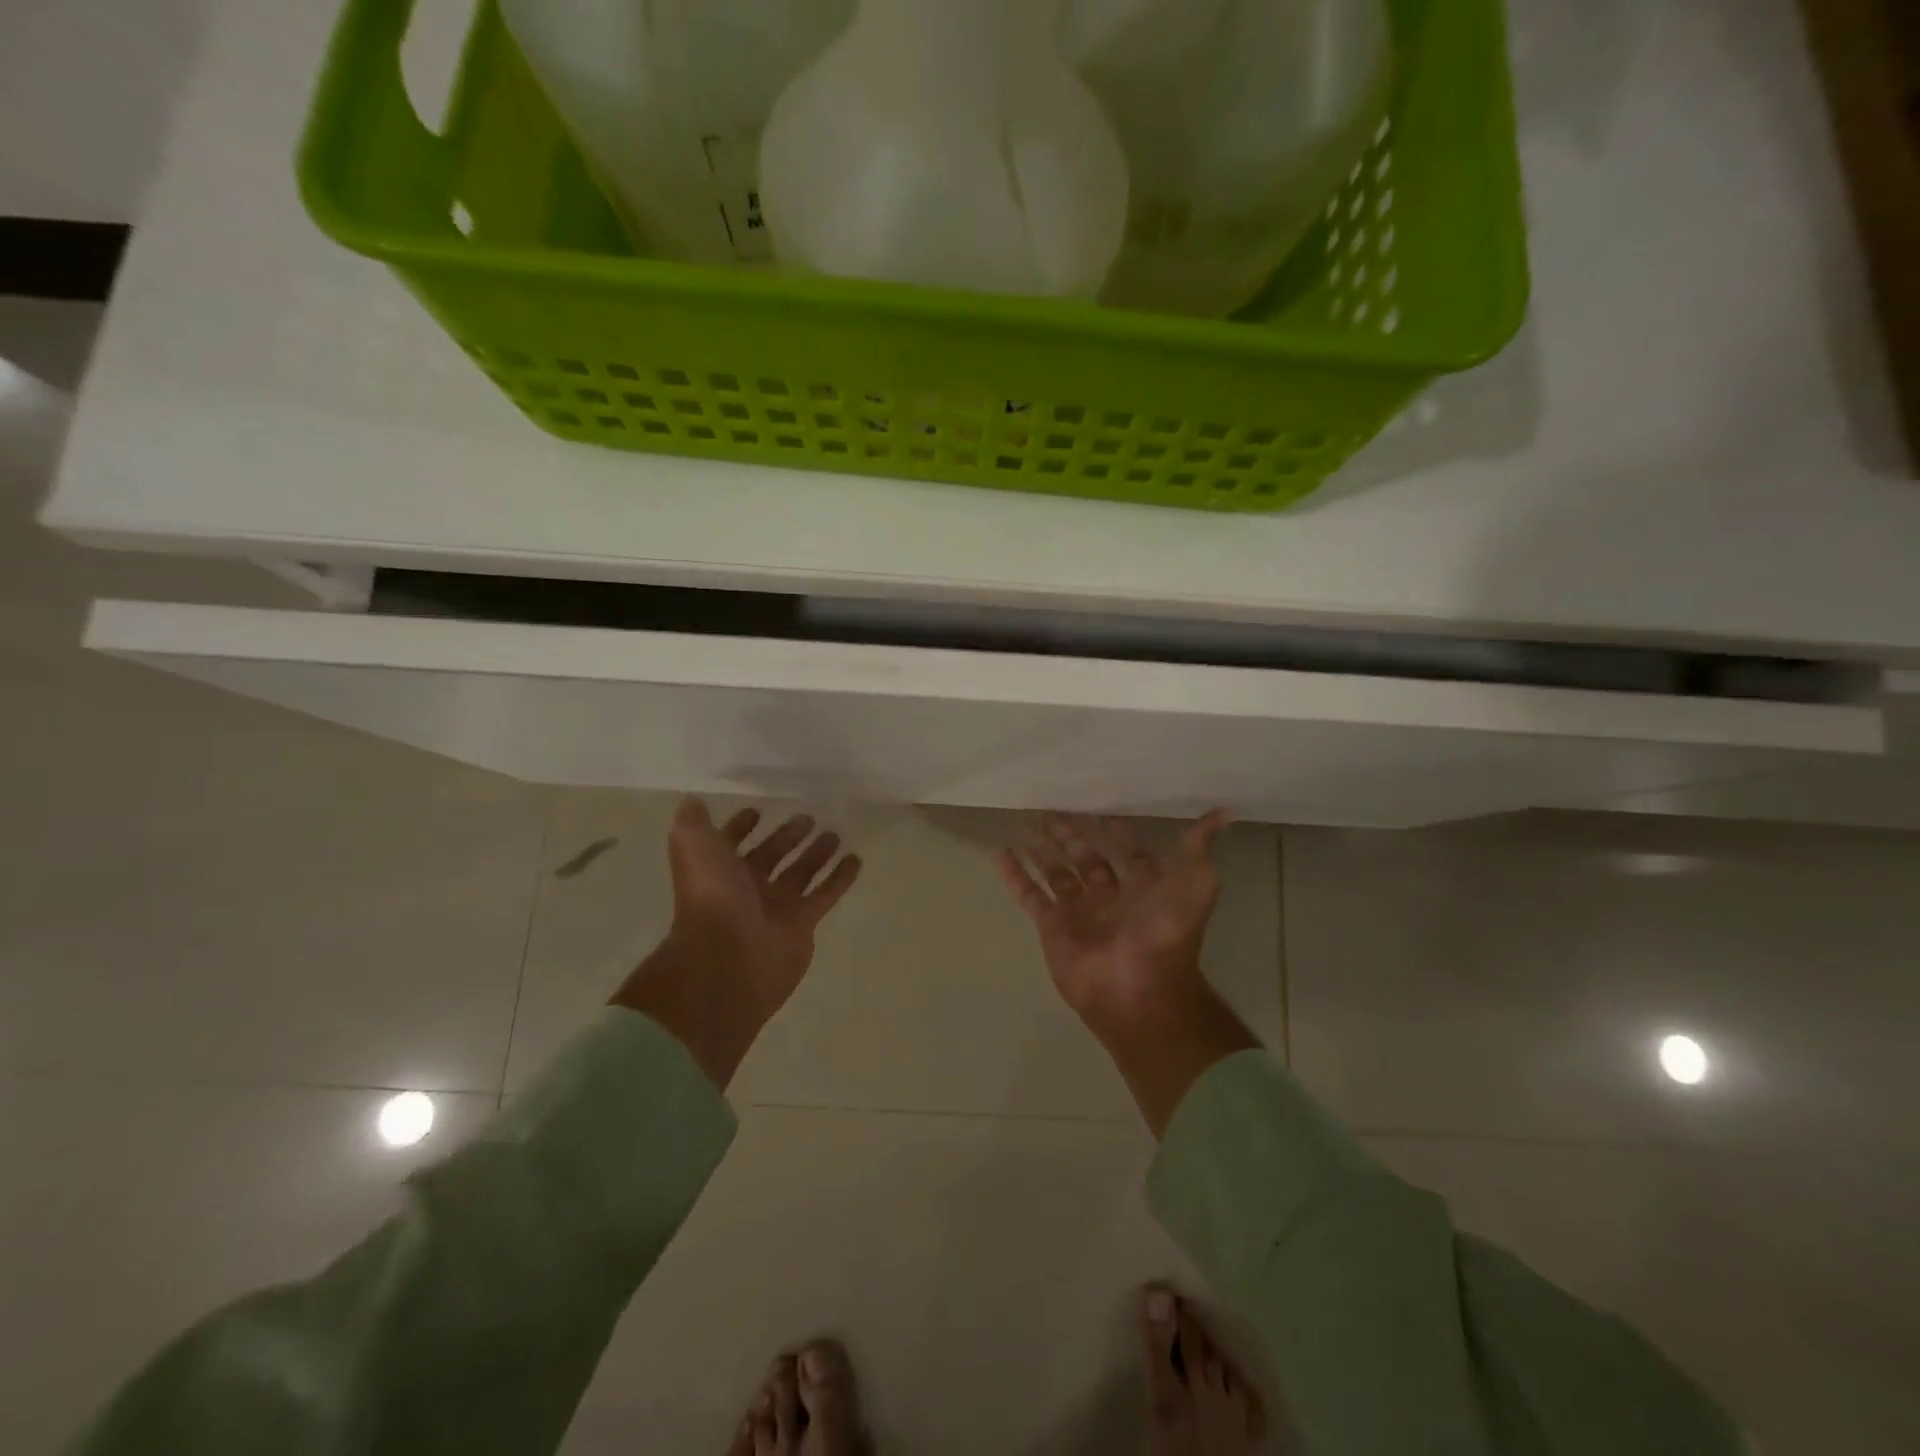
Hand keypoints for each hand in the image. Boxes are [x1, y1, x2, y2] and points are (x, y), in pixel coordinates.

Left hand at [612, 799, 861, 1088]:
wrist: (729, 957)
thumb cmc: (711, 896)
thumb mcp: (692, 846)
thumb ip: (694, 822)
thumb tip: (693, 801)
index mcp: (718, 870)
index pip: (730, 844)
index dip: (741, 828)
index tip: (759, 811)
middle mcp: (746, 888)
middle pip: (770, 857)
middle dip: (786, 838)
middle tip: (808, 818)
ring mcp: (776, 908)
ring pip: (800, 873)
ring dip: (816, 854)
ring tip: (834, 834)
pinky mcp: (803, 924)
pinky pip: (825, 895)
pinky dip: (840, 878)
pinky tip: (856, 859)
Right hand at [996, 811, 1258, 1135]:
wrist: (1138, 990)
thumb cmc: (1166, 935)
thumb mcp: (1195, 886)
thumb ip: (1200, 849)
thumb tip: (1223, 812)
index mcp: (1142, 887)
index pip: (1128, 852)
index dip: (1117, 832)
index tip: (1101, 809)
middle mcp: (1108, 895)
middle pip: (1085, 857)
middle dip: (1070, 833)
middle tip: (1051, 808)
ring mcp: (1078, 911)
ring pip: (1055, 872)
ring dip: (1041, 848)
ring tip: (1025, 822)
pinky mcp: (1051, 925)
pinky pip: (1029, 894)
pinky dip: (1014, 874)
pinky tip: (999, 851)